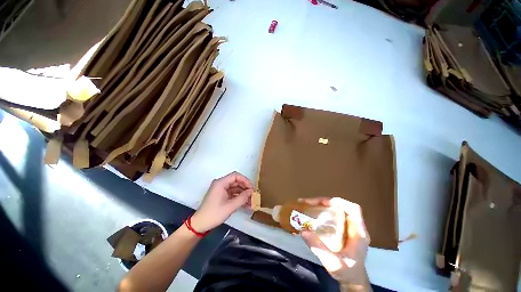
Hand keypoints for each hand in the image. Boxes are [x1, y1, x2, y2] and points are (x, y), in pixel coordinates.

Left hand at [191, 172, 252, 232]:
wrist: (200, 224)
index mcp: (220, 183)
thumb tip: (251, 192)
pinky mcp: (221, 195)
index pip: (235, 176)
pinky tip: (245, 204)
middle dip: (245, 188)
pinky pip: (232, 193)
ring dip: (243, 194)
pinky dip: (238, 197)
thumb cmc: (214, 214)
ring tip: (250, 201)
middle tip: (252, 195)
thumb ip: (242, 198)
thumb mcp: (230, 206)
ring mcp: (221, 189)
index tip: (251, 188)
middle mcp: (220, 184)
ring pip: (235, 188)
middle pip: (236, 181)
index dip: (245, 180)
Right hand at [300, 197, 370, 290]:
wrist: (353, 280)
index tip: (323, 203)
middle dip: (324, 202)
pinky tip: (312, 214)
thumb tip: (303, 231)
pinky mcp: (342, 229)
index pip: (353, 209)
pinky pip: (332, 215)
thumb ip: (319, 249)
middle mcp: (354, 226)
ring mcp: (348, 227)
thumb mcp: (333, 264)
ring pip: (335, 209)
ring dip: (321, 205)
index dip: (339, 202)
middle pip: (341, 206)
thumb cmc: (347, 273)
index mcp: (358, 233)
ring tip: (306, 205)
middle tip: (308, 203)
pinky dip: (321, 211)